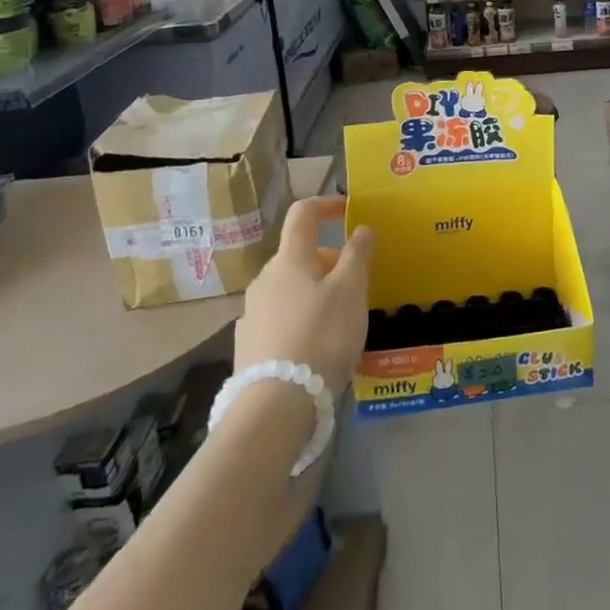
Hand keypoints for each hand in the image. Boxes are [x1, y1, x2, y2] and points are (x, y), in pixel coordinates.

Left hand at [235, 198, 374, 392]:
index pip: (303, 214)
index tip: (349, 210)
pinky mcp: (248, 344)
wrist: (276, 404)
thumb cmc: (321, 335)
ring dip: (315, 293)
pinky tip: (315, 347)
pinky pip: (281, 318)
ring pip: (290, 289)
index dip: (326, 205)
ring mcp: (252, 312)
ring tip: (340, 321)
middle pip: (300, 256)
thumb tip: (361, 228)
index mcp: (290, 259)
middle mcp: (265, 278)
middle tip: (357, 285)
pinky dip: (301, 320)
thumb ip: (358, 254)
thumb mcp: (351, 291)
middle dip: (329, 262)